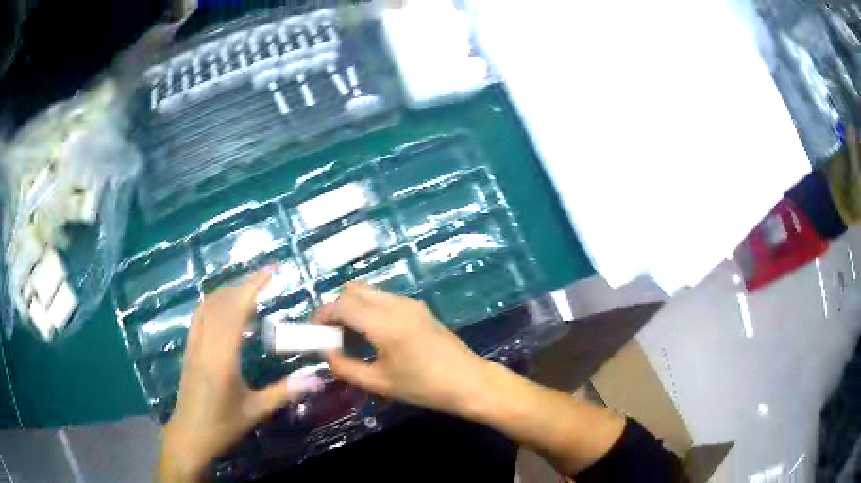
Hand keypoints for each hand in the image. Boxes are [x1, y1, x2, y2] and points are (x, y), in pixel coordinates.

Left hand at [158, 269, 322, 481]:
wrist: (189, 435)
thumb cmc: (223, 426)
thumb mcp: (255, 411)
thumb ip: (284, 392)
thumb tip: (317, 379)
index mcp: (222, 358)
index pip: (235, 311)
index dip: (252, 287)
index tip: (271, 273)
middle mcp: (205, 344)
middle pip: (221, 303)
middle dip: (243, 284)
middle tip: (266, 276)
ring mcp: (193, 344)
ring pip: (207, 306)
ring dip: (228, 291)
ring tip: (248, 288)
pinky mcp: (189, 349)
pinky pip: (199, 316)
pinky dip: (214, 303)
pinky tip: (224, 307)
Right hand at [317, 283, 490, 415]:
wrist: (469, 382)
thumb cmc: (424, 387)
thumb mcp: (379, 383)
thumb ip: (345, 367)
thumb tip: (325, 352)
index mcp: (385, 324)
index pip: (342, 305)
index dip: (323, 315)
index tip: (315, 331)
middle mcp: (396, 305)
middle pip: (354, 290)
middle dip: (337, 307)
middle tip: (331, 333)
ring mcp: (410, 304)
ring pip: (370, 292)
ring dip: (353, 307)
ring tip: (350, 336)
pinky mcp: (419, 308)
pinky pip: (385, 299)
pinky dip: (369, 309)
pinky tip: (371, 334)